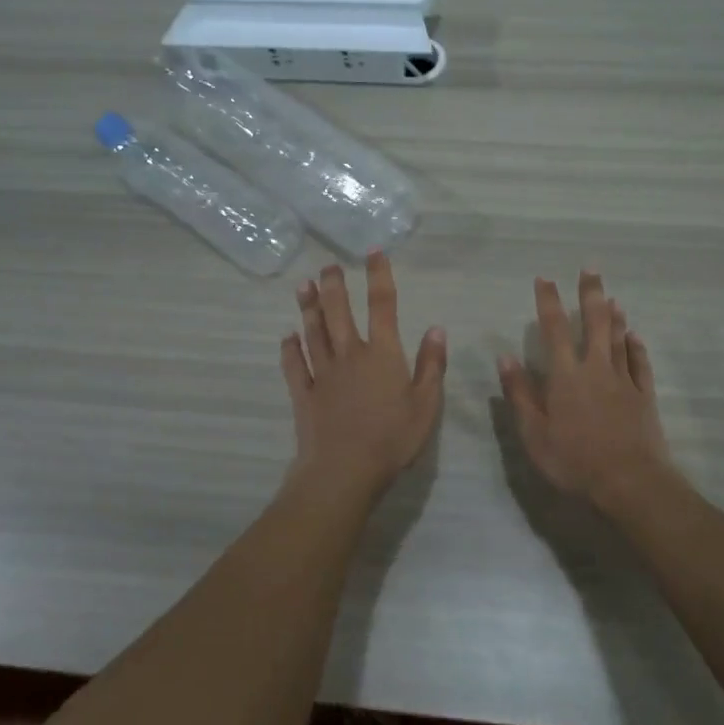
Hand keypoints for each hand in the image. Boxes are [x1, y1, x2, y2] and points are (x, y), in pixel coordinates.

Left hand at [283, 252, 446, 501]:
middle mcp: (350, 355)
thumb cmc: (392, 439)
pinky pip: (294, 365)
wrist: (344, 470)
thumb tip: (436, 328)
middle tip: (328, 265)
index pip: (382, 306)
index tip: (373, 253)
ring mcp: (323, 373)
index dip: (378, 276)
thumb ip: (431, 365)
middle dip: (334, 285)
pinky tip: (287, 337)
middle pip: (339, 312)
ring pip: (313, 332)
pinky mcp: (303, 394)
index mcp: (382, 354)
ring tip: (303, 285)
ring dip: (308, 307)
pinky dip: (289, 349)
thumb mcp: (426, 405)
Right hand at [498, 271, 673, 510]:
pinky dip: (637, 347)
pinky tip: (636, 337)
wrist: (630, 482)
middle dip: (590, 293)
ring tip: (612, 296)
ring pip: (620, 339)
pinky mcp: (644, 397)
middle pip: (595, 323)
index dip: (548, 301)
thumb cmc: (574, 460)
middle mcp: (596, 369)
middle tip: (590, 268)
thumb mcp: (534, 433)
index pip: (555, 328)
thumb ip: (520, 394)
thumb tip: (505, 357)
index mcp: (566, 375)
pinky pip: (640, 364)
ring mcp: (624, 381)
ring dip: (615, 316)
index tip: (544, 278)